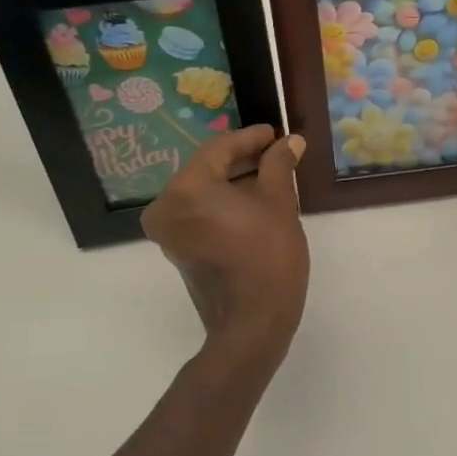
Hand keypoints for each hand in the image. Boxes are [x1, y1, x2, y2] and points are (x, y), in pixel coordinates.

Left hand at [142, 125, 309, 354]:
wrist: (252, 323)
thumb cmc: (268, 257)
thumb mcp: (279, 203)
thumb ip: (279, 165)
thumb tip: (289, 141)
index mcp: (187, 189)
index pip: (219, 149)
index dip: (251, 138)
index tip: (275, 132)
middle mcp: (167, 206)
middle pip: (208, 169)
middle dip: (243, 160)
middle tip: (277, 152)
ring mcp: (168, 231)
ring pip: (204, 192)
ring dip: (235, 182)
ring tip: (272, 176)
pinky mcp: (178, 249)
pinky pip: (200, 213)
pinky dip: (224, 204)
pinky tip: (255, 201)